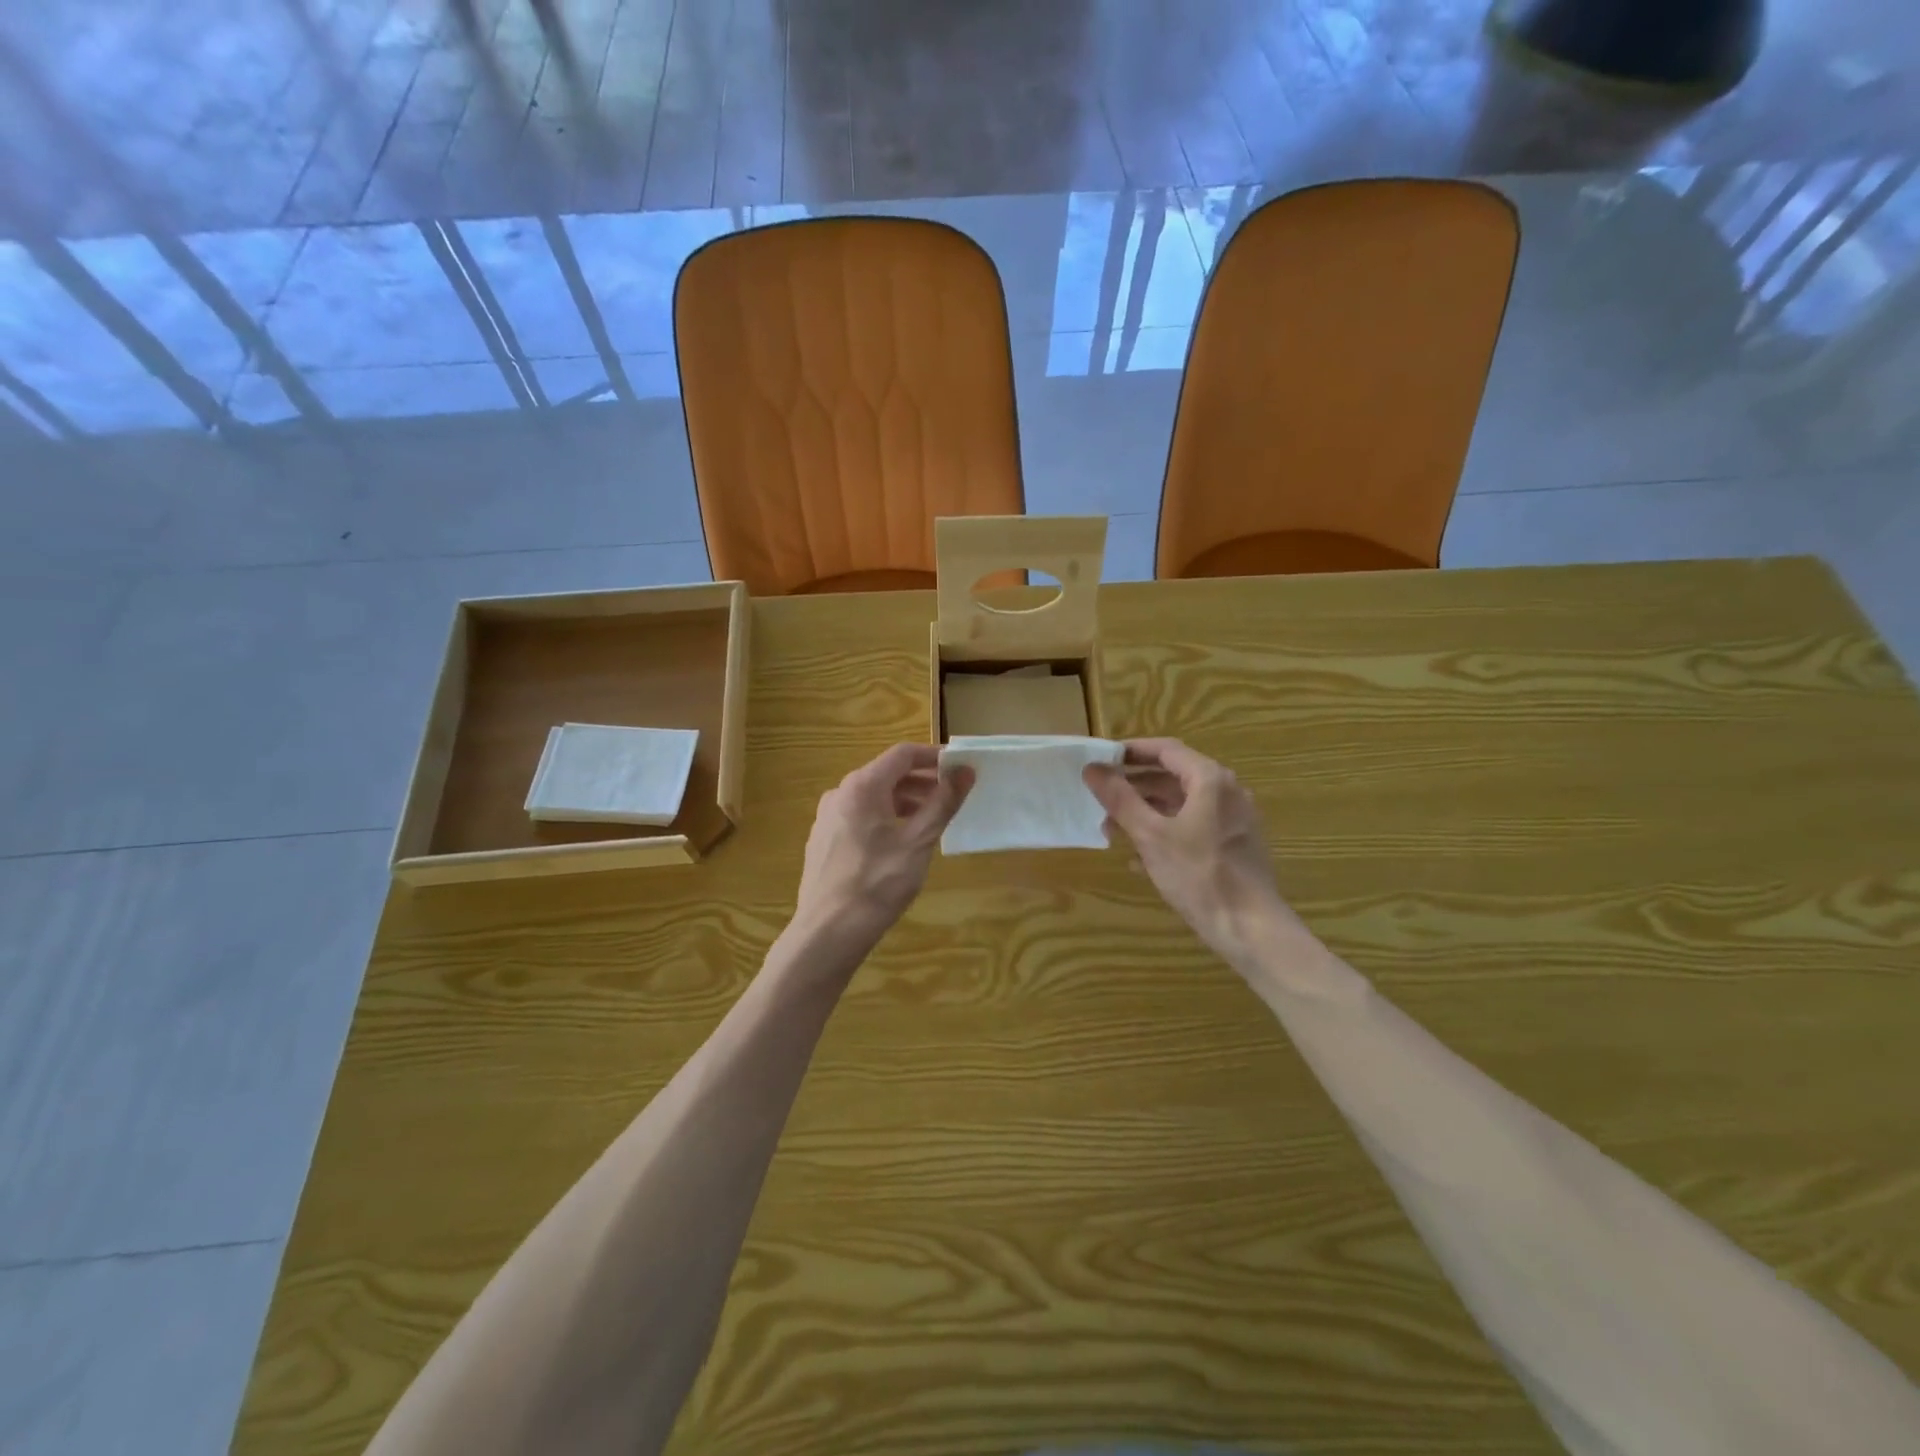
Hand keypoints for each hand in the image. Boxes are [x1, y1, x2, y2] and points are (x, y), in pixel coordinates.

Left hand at [793, 744, 972, 962]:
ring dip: (905, 801)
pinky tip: (901, 842)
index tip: (961, 768)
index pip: (903, 754)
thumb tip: (965, 772)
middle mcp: (840, 793)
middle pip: (887, 774)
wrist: (827, 932)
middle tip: (953, 797)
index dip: (934, 757)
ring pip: (873, 797)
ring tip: (932, 821)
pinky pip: (860, 816)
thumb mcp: (918, 842)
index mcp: (862, 786)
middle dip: (922, 781)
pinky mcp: (824, 840)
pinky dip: (885, 818)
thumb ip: (943, 803)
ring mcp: (827, 817)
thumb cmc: (878, 882)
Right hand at [1084, 739, 1298, 963]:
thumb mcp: (1150, 835)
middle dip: (1134, 787)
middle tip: (1101, 799)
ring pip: (1181, 804)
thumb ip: (1120, 799)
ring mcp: (1233, 820)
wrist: (1250, 928)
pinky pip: (1193, 826)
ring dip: (1146, 812)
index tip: (1102, 760)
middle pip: (1173, 776)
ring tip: (1113, 832)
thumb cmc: (1199, 875)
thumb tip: (1092, 769)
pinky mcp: (1234, 845)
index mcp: (1210, 780)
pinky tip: (1140, 858)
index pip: (1166, 750)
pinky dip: (1165, 831)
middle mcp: (1227, 792)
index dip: (1131, 751)